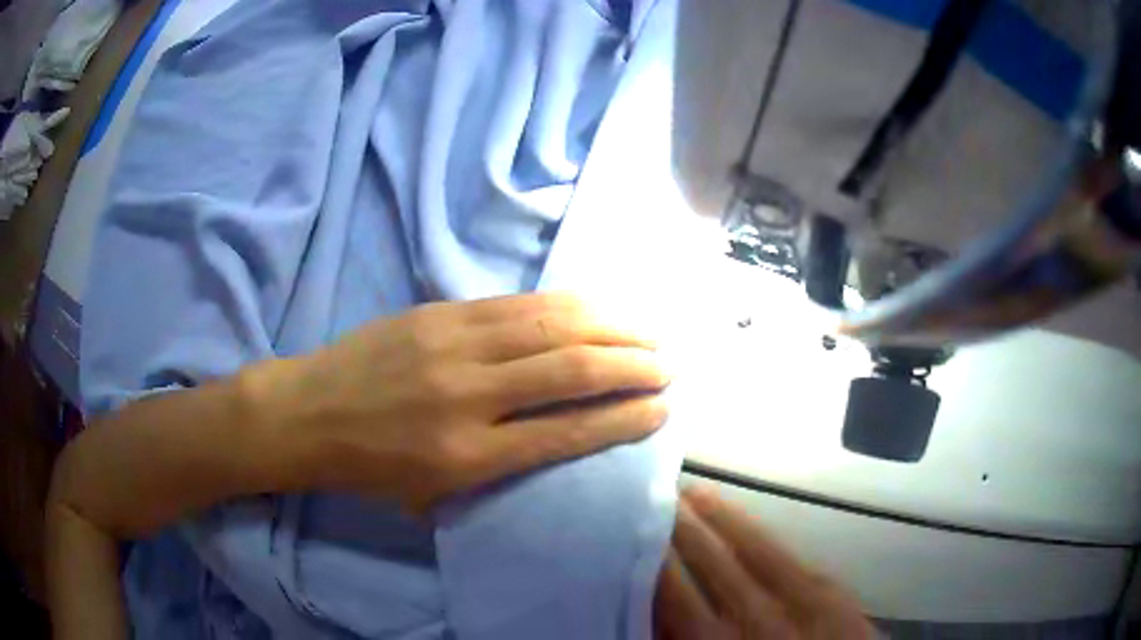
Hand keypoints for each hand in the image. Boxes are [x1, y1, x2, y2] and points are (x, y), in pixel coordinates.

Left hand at [267, 293, 669, 511]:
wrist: (306, 411)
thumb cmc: (369, 467)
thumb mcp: (431, 494)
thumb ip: (496, 469)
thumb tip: (557, 437)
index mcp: (466, 457)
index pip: (566, 434)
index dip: (623, 420)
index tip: (661, 410)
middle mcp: (467, 397)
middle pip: (570, 372)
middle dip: (630, 367)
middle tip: (665, 366)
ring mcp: (452, 345)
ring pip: (550, 327)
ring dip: (609, 328)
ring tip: (645, 333)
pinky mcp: (439, 312)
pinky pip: (516, 304)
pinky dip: (564, 306)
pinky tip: (593, 308)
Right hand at [655, 487, 875, 638]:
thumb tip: (658, 614)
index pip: (676, 591)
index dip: (656, 557)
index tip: (635, 527)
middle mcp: (755, 617)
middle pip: (712, 561)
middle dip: (684, 526)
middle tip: (660, 492)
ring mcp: (800, 600)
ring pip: (753, 548)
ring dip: (722, 518)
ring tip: (696, 492)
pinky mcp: (830, 593)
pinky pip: (788, 555)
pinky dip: (761, 534)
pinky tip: (747, 523)